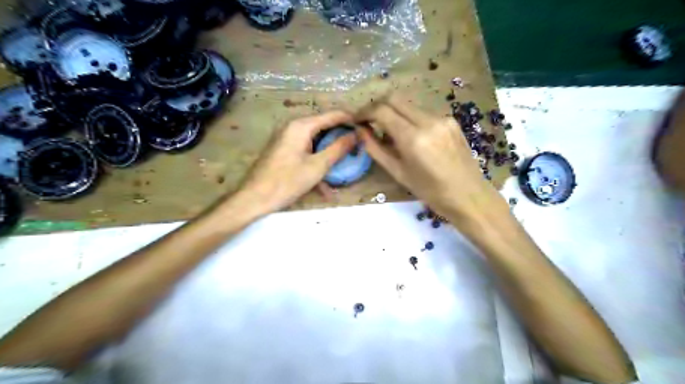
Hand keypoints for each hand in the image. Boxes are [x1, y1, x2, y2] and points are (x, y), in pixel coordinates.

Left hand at [233, 109, 355, 215]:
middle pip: (324, 126)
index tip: (366, 131)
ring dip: (330, 152)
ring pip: (316, 140)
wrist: (254, 198)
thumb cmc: (287, 182)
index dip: (351, 121)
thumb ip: (338, 148)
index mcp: (301, 125)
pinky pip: (306, 150)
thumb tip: (357, 135)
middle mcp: (293, 126)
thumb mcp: (318, 166)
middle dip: (342, 137)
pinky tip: (325, 184)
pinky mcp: (283, 150)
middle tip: (358, 149)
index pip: (333, 115)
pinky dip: (317, 161)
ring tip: (345, 164)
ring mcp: (287, 138)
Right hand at [356, 95, 504, 222]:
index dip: (365, 112)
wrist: (468, 195)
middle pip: (395, 98)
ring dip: (394, 112)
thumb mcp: (398, 172)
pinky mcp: (451, 120)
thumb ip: (376, 149)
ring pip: (409, 104)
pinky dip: (410, 118)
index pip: (382, 110)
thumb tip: (360, 131)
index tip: (357, 120)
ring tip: (389, 132)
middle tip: (369, 121)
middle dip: (378, 106)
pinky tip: (410, 136)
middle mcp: (428, 121)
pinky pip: (423, 112)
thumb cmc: (430, 191)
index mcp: (413, 138)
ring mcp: (442, 118)